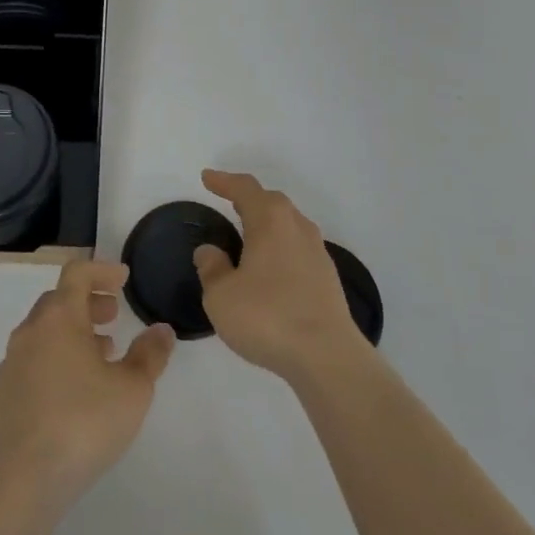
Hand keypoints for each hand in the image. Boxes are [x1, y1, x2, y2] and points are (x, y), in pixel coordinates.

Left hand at [0, 260, 175, 509]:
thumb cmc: (84, 422)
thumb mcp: (132, 389)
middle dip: (89, 302)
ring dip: (73, 331)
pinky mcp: (3, 394)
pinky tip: (75, 388)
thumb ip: (150, 354)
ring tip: (102, 354)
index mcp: (59, 317)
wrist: (23, 481)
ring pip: (45, 330)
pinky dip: (56, 356)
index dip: (102, 270)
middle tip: (114, 315)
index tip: (124, 279)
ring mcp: (12, 362)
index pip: (77, 273)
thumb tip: (161, 330)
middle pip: (59, 300)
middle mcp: (31, 330)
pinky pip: (33, 358)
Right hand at [194, 170, 363, 385]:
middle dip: (248, 197)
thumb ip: (212, 269)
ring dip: (267, 221)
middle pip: (271, 201)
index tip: (207, 178)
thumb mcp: (222, 296)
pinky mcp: (327, 276)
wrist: (327, 356)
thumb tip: (209, 251)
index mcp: (270, 220)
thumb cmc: (268, 317)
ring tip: (248, 230)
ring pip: (288, 223)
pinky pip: (297, 246)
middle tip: (228, 199)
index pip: (245, 188)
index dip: (224, 181)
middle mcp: (297, 226)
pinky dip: (280, 245)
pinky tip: (271, 265)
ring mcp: (317, 250)